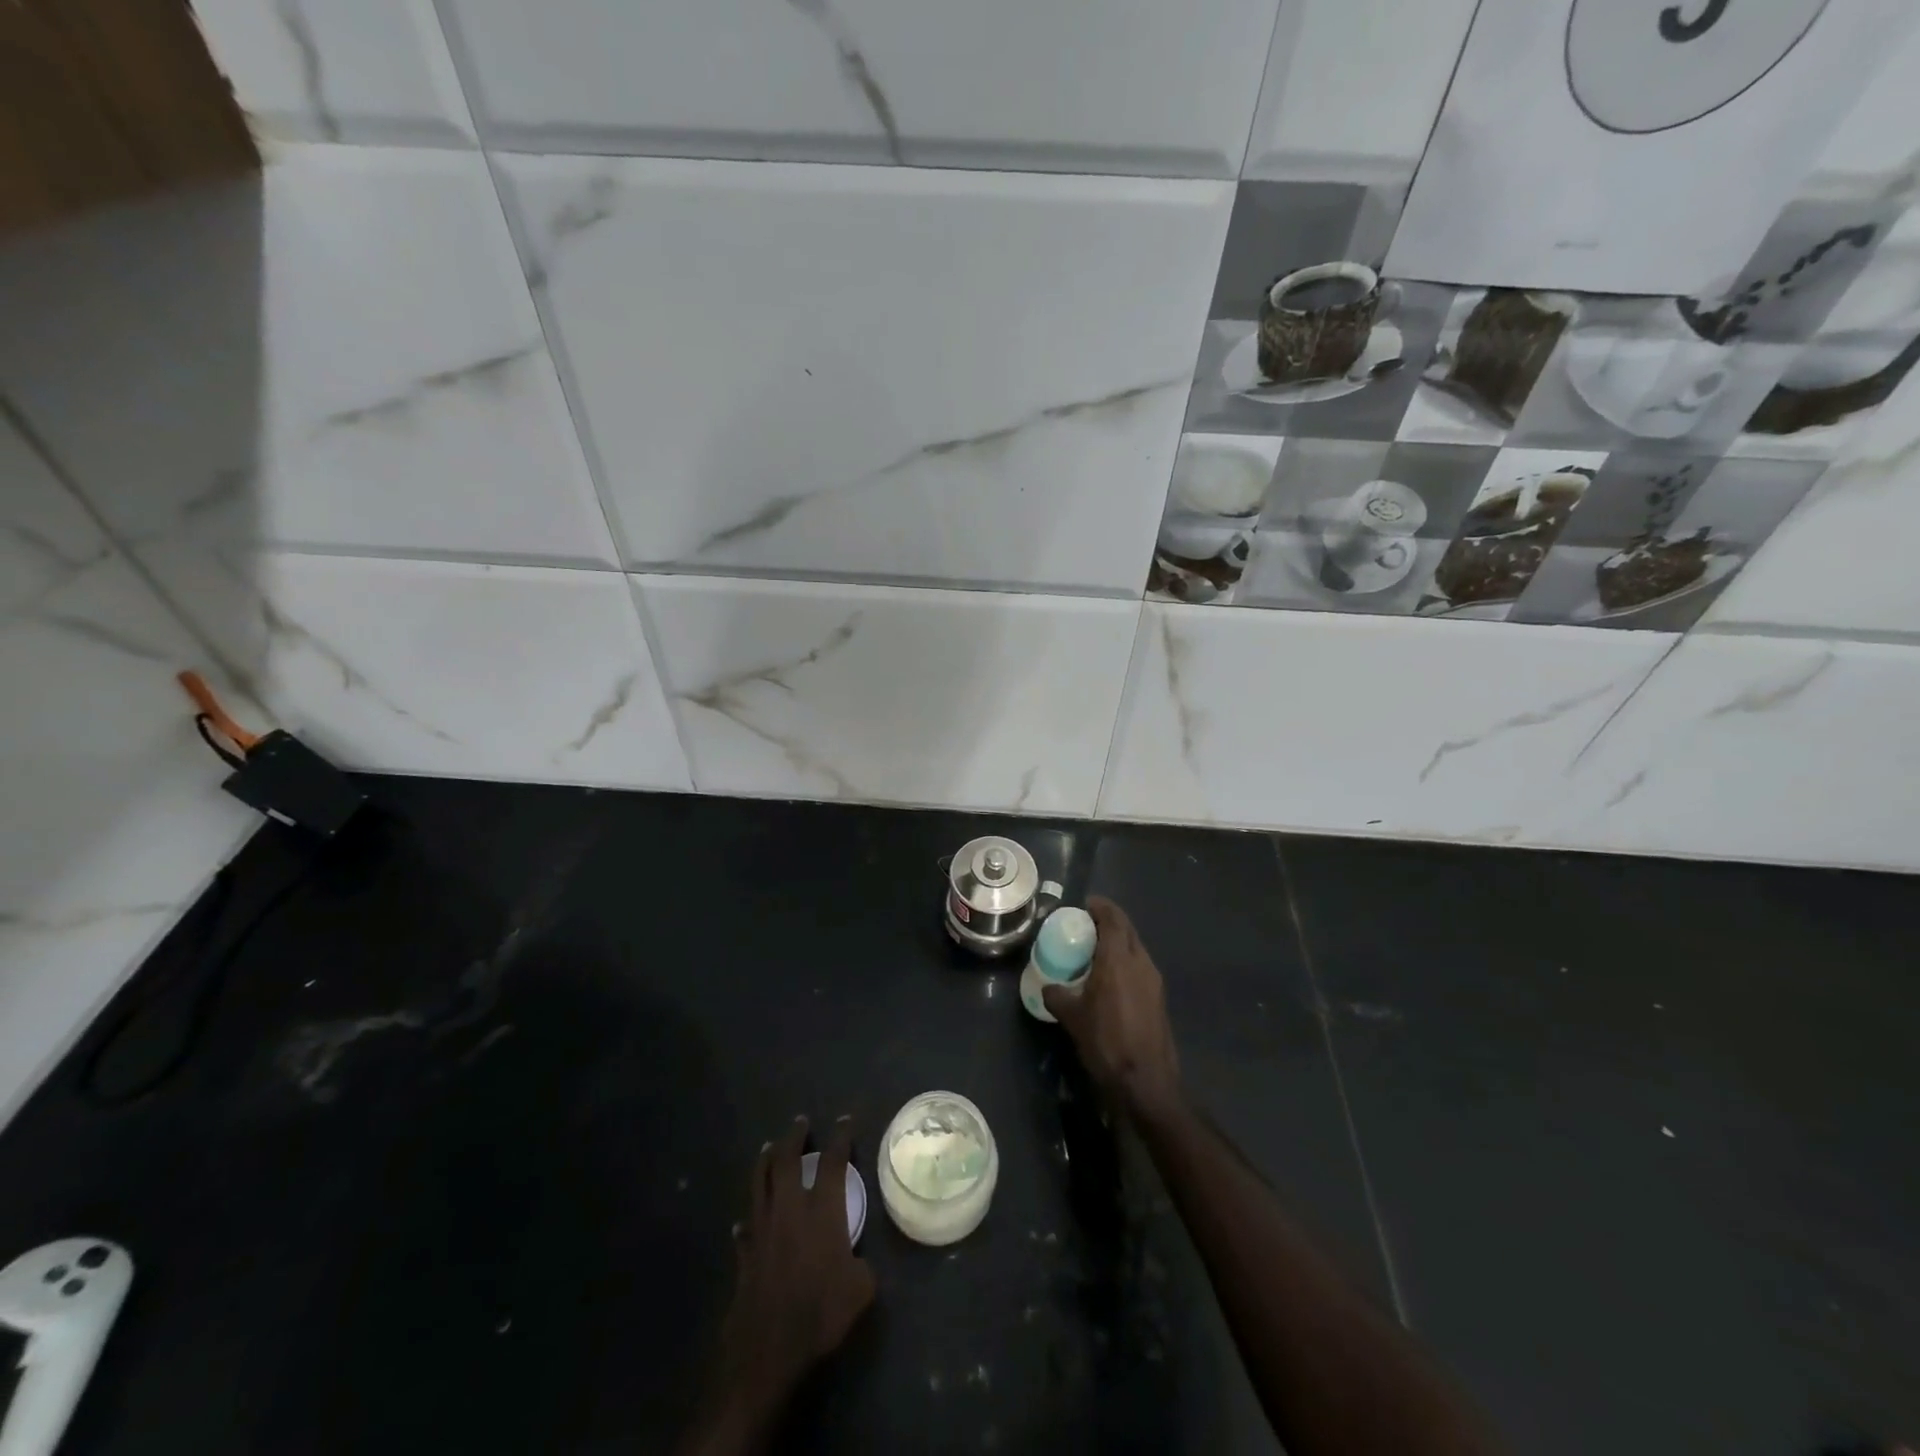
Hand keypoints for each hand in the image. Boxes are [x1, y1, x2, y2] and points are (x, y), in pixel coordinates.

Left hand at [711, 1116, 875, 1418]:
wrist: (768, 1348)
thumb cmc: (820, 1313)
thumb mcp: (861, 1290)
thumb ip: (862, 1266)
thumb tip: (857, 1261)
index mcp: (823, 1210)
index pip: (834, 1161)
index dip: (841, 1137)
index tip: (845, 1120)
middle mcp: (790, 1208)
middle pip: (788, 1160)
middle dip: (794, 1137)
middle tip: (800, 1122)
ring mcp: (763, 1228)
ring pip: (761, 1182)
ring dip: (766, 1161)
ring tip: (769, 1147)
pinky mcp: (745, 1252)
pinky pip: (746, 1226)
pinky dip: (748, 1218)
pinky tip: (746, 1220)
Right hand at [1043, 896, 1181, 1123]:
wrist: (1146, 1081)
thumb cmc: (1106, 1042)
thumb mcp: (1072, 1018)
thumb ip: (1057, 995)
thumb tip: (1048, 987)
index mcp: (1118, 960)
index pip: (1113, 919)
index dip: (1100, 907)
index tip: (1085, 905)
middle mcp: (1140, 962)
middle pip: (1127, 929)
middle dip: (1109, 921)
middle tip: (1087, 924)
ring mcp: (1154, 980)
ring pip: (1136, 948)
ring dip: (1118, 942)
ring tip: (1095, 950)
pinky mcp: (1159, 997)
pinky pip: (1140, 966)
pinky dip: (1125, 961)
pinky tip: (1110, 978)